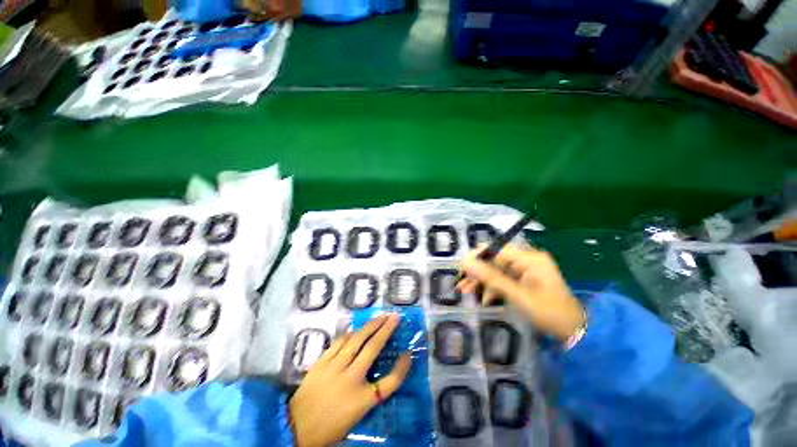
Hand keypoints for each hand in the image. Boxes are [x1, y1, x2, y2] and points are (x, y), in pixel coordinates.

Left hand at [289, 314, 412, 446]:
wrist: (294, 428)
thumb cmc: (328, 427)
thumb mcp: (356, 415)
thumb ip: (370, 394)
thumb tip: (379, 372)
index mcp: (362, 399)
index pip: (390, 382)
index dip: (402, 368)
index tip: (408, 355)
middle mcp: (351, 378)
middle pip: (373, 348)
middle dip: (386, 330)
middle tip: (394, 317)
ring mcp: (335, 367)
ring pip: (356, 339)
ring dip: (370, 326)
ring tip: (380, 317)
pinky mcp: (322, 361)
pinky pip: (339, 342)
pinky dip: (351, 333)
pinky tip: (357, 329)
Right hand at [457, 245, 585, 340]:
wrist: (575, 332)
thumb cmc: (549, 313)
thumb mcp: (518, 295)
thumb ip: (491, 278)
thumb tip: (467, 262)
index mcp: (530, 258)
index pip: (497, 250)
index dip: (477, 256)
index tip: (461, 266)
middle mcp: (527, 259)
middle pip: (494, 260)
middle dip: (477, 272)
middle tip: (461, 283)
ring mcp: (526, 270)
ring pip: (496, 270)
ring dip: (481, 281)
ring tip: (465, 291)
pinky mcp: (524, 279)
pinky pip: (503, 279)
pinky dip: (492, 288)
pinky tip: (484, 299)